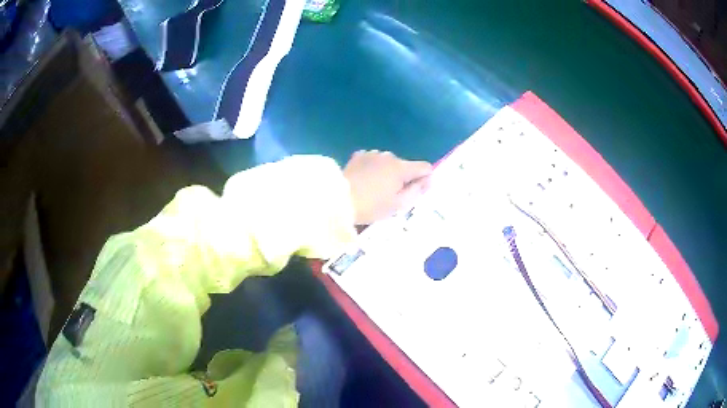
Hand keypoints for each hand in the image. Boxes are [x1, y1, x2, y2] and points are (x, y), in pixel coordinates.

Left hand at [343, 150, 431, 224]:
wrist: (338, 199)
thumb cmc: (371, 206)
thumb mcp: (398, 205)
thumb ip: (416, 191)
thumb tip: (426, 181)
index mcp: (401, 168)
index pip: (424, 167)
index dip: (425, 179)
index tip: (416, 191)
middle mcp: (389, 156)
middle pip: (405, 165)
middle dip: (403, 178)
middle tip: (391, 196)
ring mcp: (372, 154)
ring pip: (388, 163)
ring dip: (387, 173)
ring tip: (375, 188)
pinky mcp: (358, 156)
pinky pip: (372, 161)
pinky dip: (372, 169)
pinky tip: (364, 180)